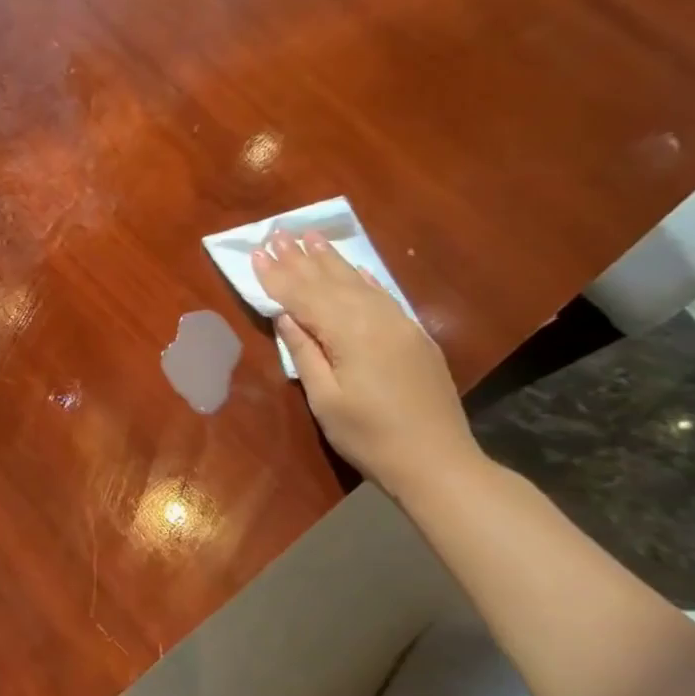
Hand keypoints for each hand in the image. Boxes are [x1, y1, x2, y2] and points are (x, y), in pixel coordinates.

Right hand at [251, 229, 482, 494]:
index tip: (257, 252)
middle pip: (331, 282)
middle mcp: (377, 319)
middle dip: (301, 258)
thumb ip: (305, 352)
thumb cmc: (368, 436)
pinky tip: (353, 267)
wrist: (437, 463)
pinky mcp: (414, 337)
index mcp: (350, 334)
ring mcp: (401, 325)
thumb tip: (286, 316)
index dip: (278, 276)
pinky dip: (364, 279)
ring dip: (331, 260)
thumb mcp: (325, 398)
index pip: (305, 296)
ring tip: (310, 236)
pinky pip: (383, 296)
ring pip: (358, 284)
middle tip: (278, 232)